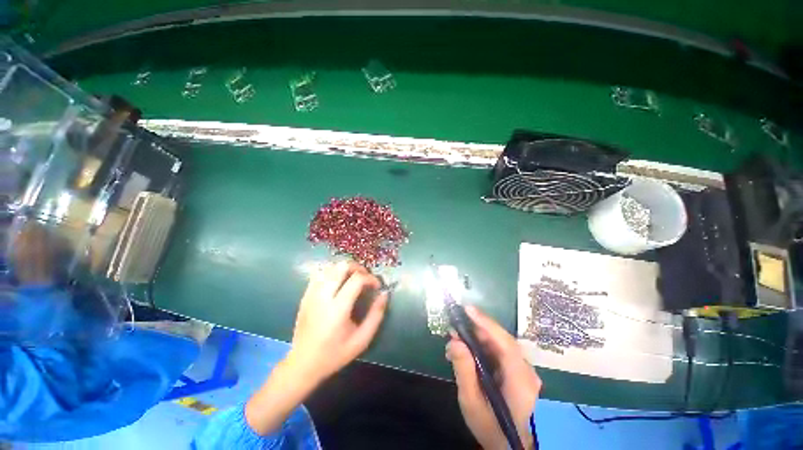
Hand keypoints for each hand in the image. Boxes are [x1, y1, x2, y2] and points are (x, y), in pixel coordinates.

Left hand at [287, 261, 388, 384]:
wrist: (302, 364)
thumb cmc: (335, 354)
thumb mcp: (362, 340)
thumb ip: (376, 315)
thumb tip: (384, 294)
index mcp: (338, 309)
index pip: (357, 279)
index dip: (370, 278)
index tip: (377, 286)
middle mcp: (323, 297)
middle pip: (342, 266)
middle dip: (358, 268)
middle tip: (366, 278)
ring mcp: (311, 294)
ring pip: (330, 267)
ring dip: (345, 269)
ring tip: (353, 279)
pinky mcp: (305, 295)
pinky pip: (319, 273)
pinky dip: (332, 272)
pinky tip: (338, 281)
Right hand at [446, 306, 540, 449]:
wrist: (509, 446)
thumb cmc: (490, 427)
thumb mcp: (471, 402)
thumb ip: (464, 370)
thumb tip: (454, 340)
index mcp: (520, 379)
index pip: (505, 343)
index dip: (486, 323)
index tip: (468, 309)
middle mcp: (527, 370)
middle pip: (502, 340)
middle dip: (477, 329)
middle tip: (455, 327)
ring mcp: (524, 370)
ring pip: (499, 344)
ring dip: (477, 338)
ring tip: (456, 339)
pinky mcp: (518, 371)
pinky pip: (499, 352)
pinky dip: (482, 346)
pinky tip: (467, 350)